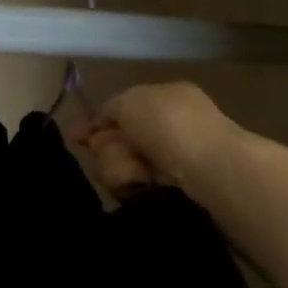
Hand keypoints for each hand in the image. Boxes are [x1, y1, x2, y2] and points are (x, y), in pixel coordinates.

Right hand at [76, 82, 241, 192]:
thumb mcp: (130, 101)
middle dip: (110, 149)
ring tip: (136, 174)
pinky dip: (134, 187)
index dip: (97, 123)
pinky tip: (143, 187)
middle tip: (116, 154)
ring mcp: (174, 160)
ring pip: (123, 166)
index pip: (122, 109)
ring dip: (120, 168)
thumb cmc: (170, 126)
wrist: (211, 171)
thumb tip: (100, 125)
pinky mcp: (175, 190)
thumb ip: (110, 108)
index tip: (77, 138)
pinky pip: (137, 188)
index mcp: (167, 98)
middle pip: (118, 141)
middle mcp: (171, 127)